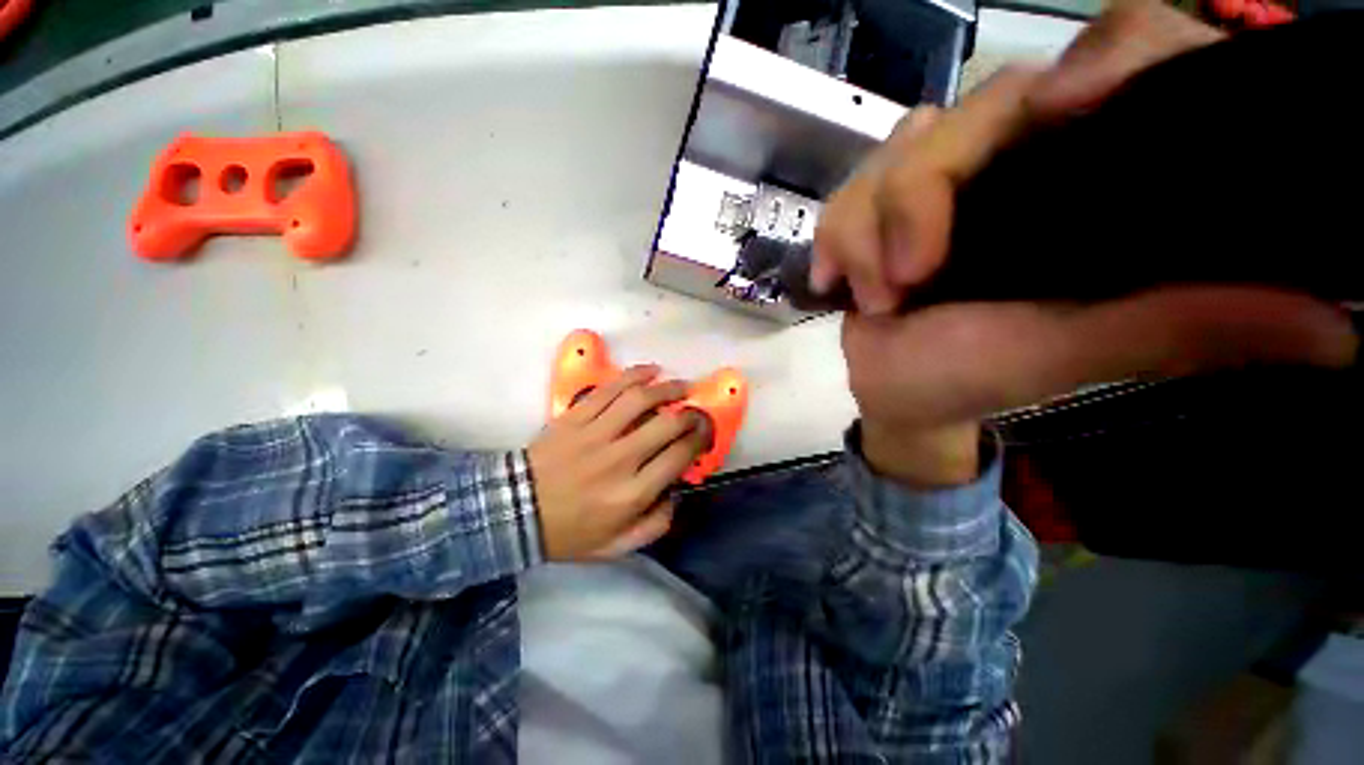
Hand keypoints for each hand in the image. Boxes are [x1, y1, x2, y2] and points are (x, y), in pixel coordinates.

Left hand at [528, 365, 710, 559]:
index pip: (678, 456)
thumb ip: (655, 525)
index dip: (699, 439)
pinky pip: (609, 389)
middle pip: (667, 424)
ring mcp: (595, 434)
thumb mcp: (616, 546)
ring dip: (668, 388)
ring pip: (640, 399)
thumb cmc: (569, 532)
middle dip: (690, 414)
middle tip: (696, 411)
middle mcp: (619, 459)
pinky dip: (634, 375)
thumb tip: (677, 493)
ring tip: (681, 386)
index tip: (704, 433)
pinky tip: (651, 371)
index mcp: (631, 494)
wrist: (515, 511)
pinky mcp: (575, 417)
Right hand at [816, 0, 1357, 485]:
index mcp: (1087, 177)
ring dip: (871, 230)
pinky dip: (838, 239)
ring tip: (877, 297)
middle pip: (975, 109)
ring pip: (897, 151)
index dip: (1103, 60)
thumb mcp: (1073, 351)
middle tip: (912, 278)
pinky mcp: (876, 204)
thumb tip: (1342, 331)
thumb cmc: (970, 376)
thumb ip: (1184, 325)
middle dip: (923, 196)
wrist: (890, 388)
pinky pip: (847, 190)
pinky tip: (839, 280)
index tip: (1059, 109)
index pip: (1122, 55)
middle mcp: (1016, 157)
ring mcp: (936, 178)